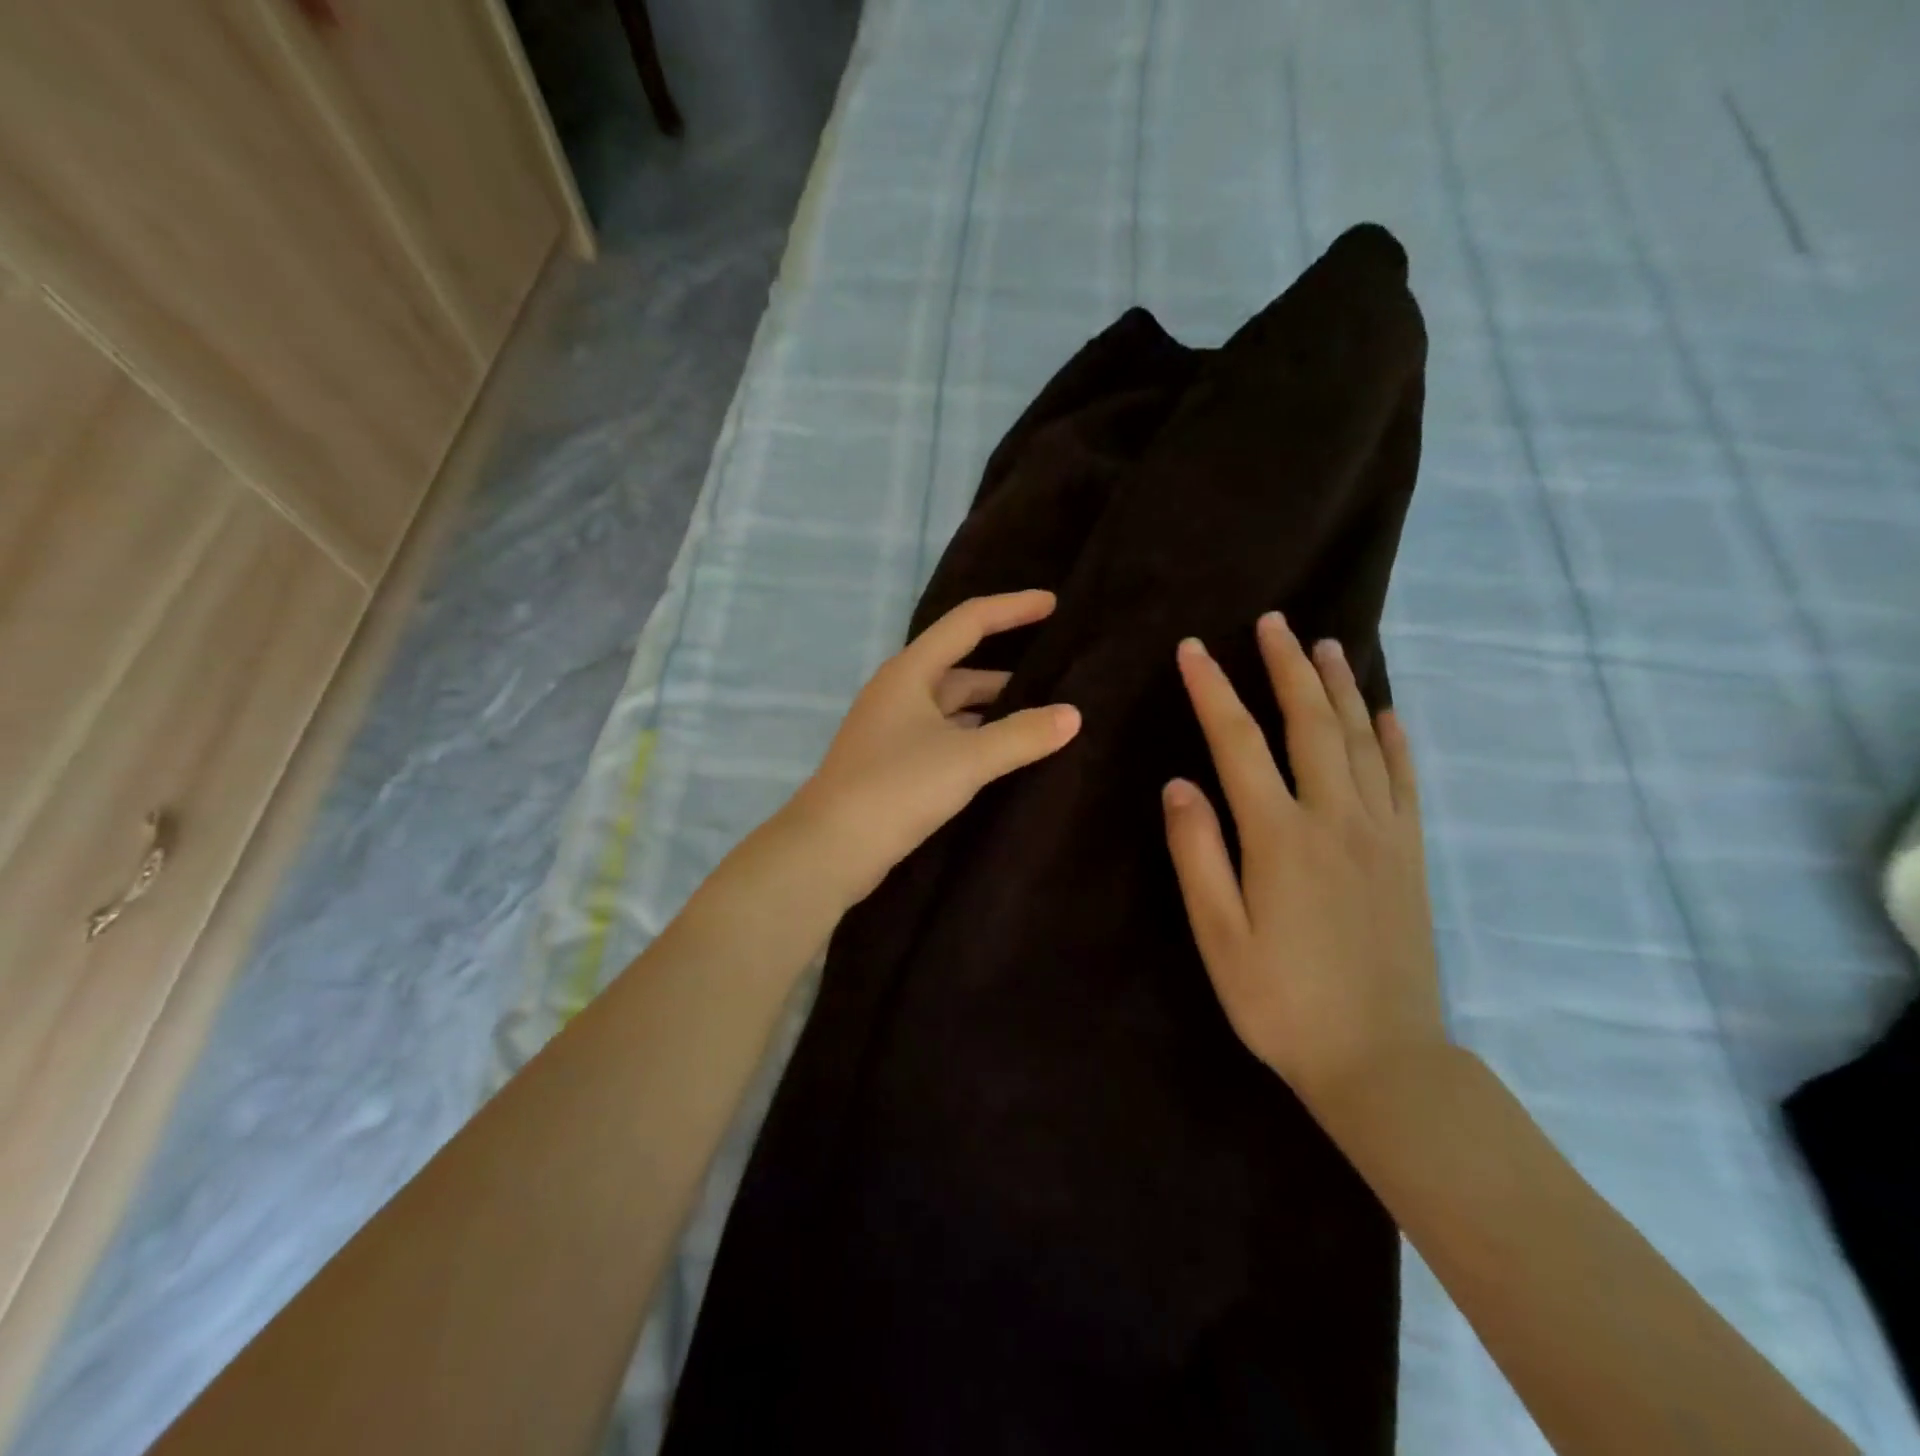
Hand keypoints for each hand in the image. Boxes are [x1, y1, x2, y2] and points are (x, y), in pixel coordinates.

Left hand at [790, 590, 1080, 903]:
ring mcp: (893, 730)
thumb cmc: (896, 788)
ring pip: (953, 708)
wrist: (829, 849)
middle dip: (1007, 672)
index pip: (967, 623)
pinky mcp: (893, 765)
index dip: (1011, 609)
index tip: (1053, 604)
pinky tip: (1002, 756)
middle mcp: (899, 693)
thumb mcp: (966, 758)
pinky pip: (945, 738)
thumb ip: (1021, 735)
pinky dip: (975, 739)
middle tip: (1057, 677)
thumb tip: (1072, 715)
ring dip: (992, 710)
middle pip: (961, 668)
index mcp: (910, 672)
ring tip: (1040, 719)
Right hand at [1162, 612, 1445, 1112]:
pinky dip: (1393, 738)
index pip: (1238, 742)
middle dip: (1286, 667)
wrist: (1382, 1060)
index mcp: (1279, 836)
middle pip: (1309, 722)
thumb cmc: (1282, 1002)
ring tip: (1325, 645)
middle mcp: (1334, 818)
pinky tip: (1384, 712)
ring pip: (1359, 739)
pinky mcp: (1410, 854)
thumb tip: (1179, 784)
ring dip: (1339, 687)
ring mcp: (1381, 832)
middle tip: (1273, 621)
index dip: (1212, 690)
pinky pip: (1404, 780)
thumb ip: (1199, 854)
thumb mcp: (1219, 936)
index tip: (1194, 650)